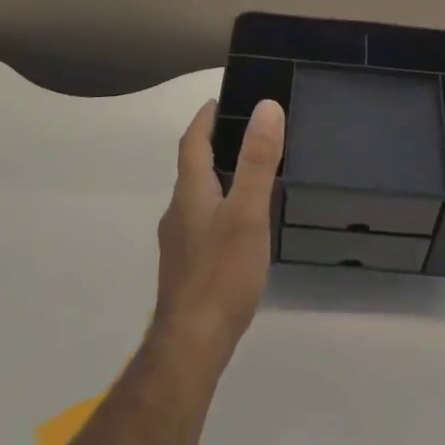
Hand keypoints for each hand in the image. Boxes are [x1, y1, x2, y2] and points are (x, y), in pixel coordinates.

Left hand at [152, 98, 284, 374]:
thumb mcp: (247, 212)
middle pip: (192, 168)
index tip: (220, 100)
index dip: (204, 118)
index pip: (191, 142)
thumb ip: (258, 161)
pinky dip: (220, 208)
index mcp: (190, 192)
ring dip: (217, 178)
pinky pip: (202, 223)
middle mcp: (178, 212)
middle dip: (213, 145)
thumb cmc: (221, 273)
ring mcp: (179, 243)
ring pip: (197, 197)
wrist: (191, 344)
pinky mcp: (187, 268)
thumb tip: (266, 107)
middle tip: (247, 133)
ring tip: (250, 175)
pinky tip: (240, 226)